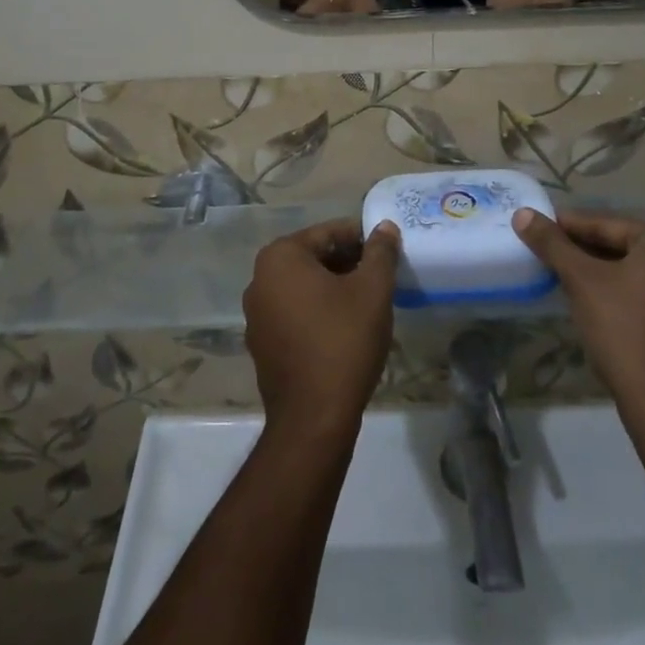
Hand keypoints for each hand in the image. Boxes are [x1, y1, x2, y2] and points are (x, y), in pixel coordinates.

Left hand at [243, 219, 400, 439]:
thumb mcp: (372, 290)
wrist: (313, 418)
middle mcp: (259, 279)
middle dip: (348, 263)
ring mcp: (256, 313)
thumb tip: (385, 226)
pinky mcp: (262, 343)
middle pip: (314, 257)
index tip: (387, 253)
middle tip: (381, 278)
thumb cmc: (343, 341)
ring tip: (368, 303)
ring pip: (304, 286)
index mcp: (280, 257)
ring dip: (335, 287)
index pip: (329, 233)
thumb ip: (380, 252)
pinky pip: (295, 312)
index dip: (362, 239)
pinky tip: (345, 328)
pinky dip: (319, 311)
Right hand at [513, 209, 644, 420]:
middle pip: (627, 246)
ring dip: (608, 272)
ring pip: (643, 270)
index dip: (569, 227)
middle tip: (552, 254)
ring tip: (570, 277)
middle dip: (588, 250)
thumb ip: (552, 244)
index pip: (608, 225)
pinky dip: (630, 292)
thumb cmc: (624, 331)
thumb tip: (522, 214)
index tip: (540, 227)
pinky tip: (603, 303)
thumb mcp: (581, 281)